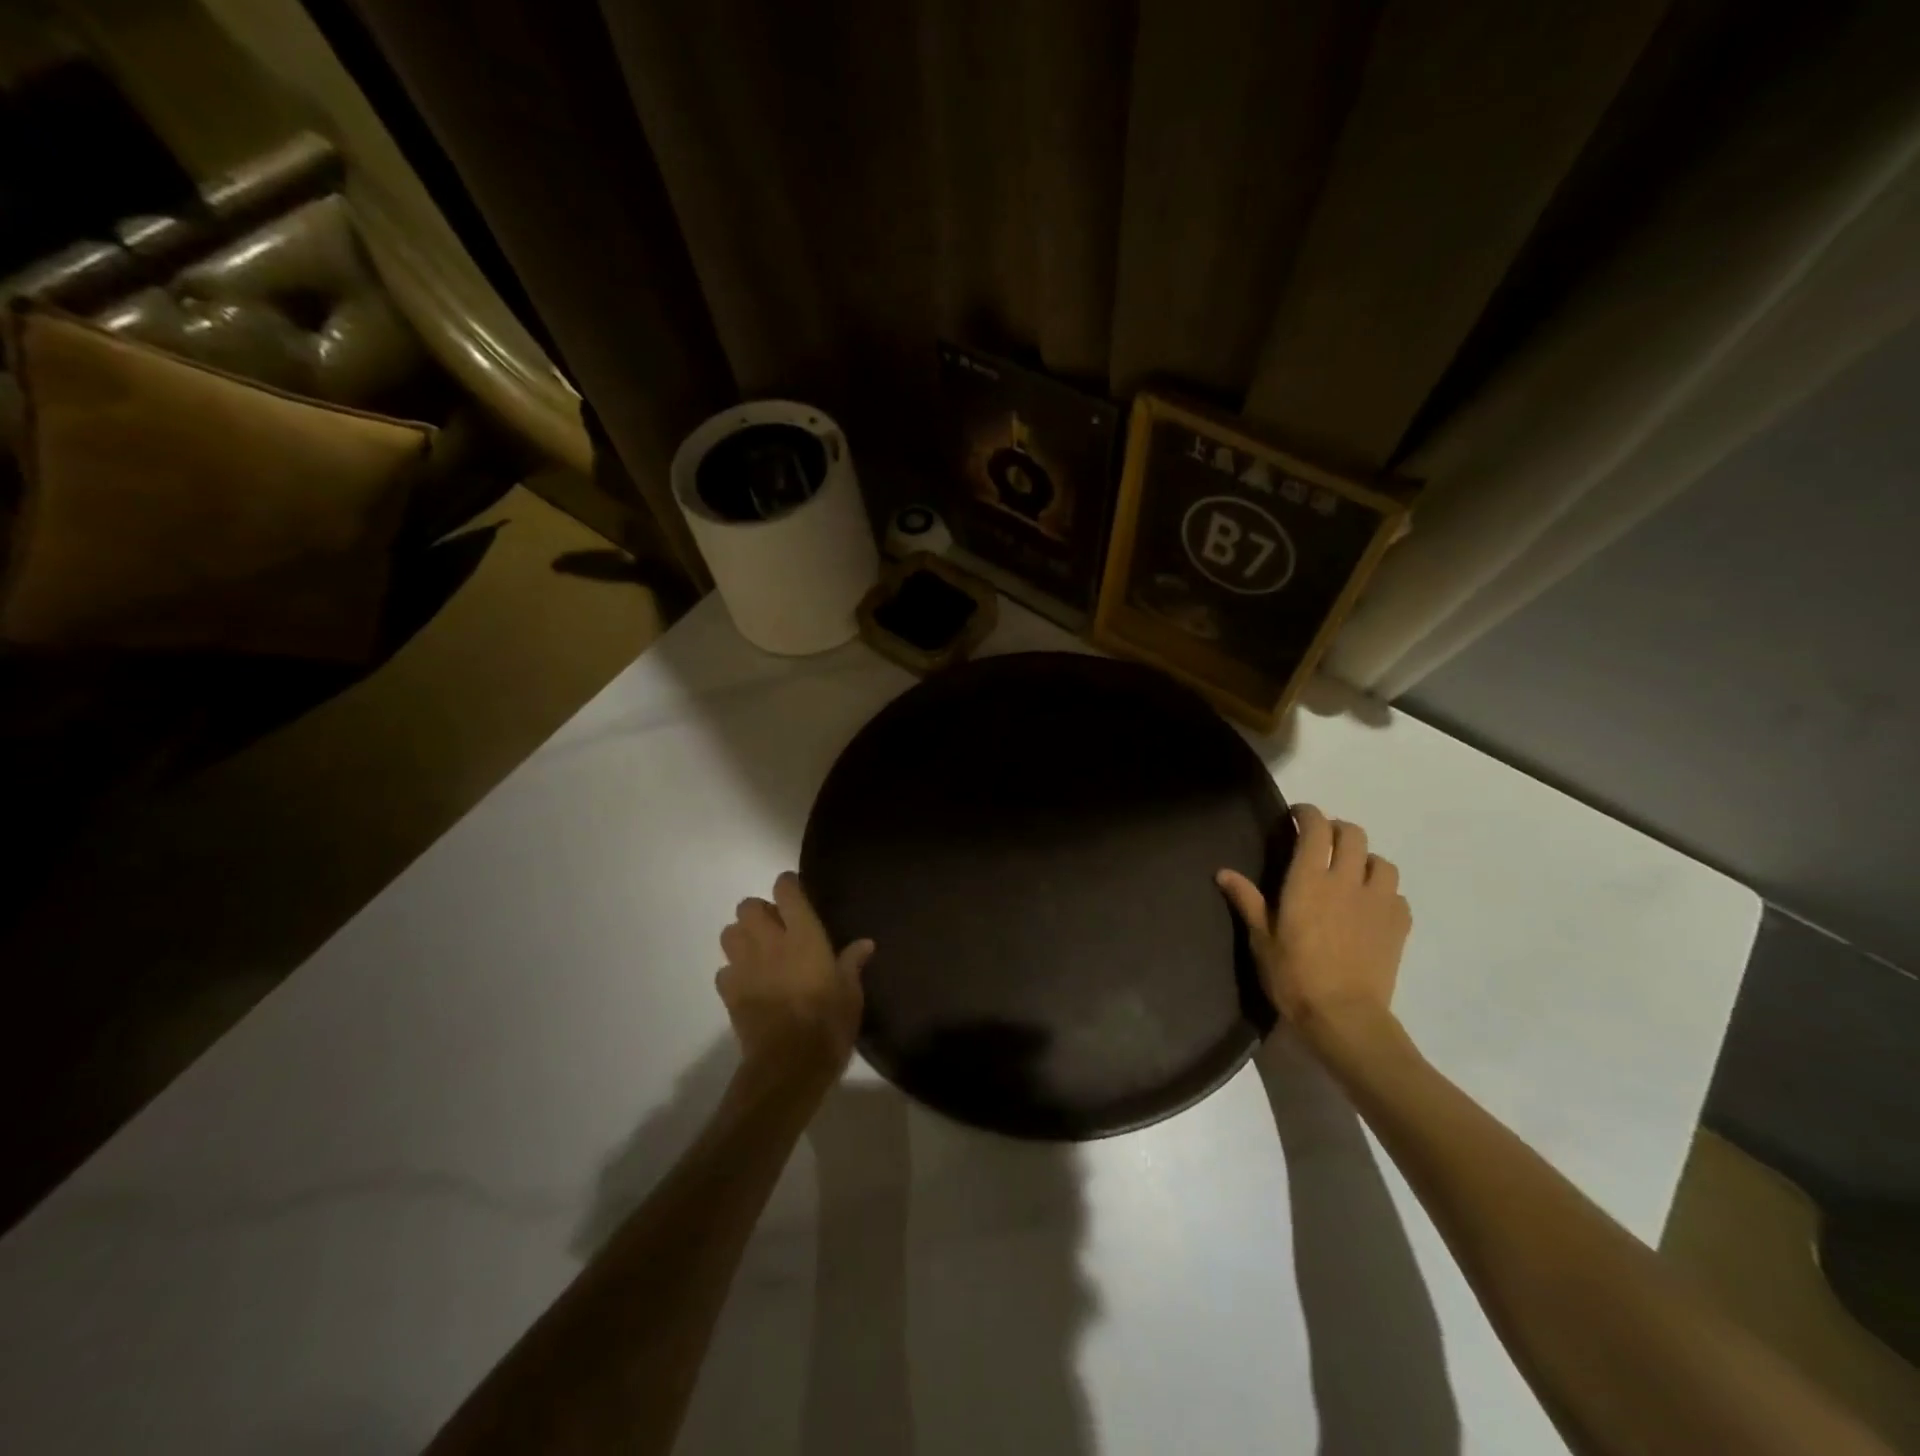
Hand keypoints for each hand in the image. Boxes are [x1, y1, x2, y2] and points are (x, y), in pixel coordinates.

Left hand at [717, 872, 873, 1080]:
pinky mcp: (729, 992)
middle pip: (748, 906)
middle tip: (777, 927)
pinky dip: (733, 972)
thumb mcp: (851, 992)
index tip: (795, 892)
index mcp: (803, 935)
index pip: (786, 891)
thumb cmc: (828, 1022)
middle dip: (759, 911)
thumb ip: (852, 963)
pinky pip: (724, 971)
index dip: (788, 885)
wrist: (789, 1065)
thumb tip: (865, 943)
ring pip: (729, 933)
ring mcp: (745, 966)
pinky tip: (749, 984)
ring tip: (759, 951)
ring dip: (741, 936)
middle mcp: (769, 942)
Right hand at [1217, 805, 1410, 1040]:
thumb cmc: (1294, 976)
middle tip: (1322, 842)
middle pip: (1353, 834)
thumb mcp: (1261, 939)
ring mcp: (1378, 902)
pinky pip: (1397, 895)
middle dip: (1337, 830)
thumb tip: (1223, 873)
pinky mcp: (1399, 925)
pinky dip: (1384, 892)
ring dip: (1366, 859)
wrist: (1344, 1017)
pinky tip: (1371, 907)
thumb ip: (1247, 900)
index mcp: (1309, 880)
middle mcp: (1347, 881)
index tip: (1296, 815)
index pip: (1315, 828)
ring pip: (1382, 861)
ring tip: (1352, 873)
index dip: (1307, 814)